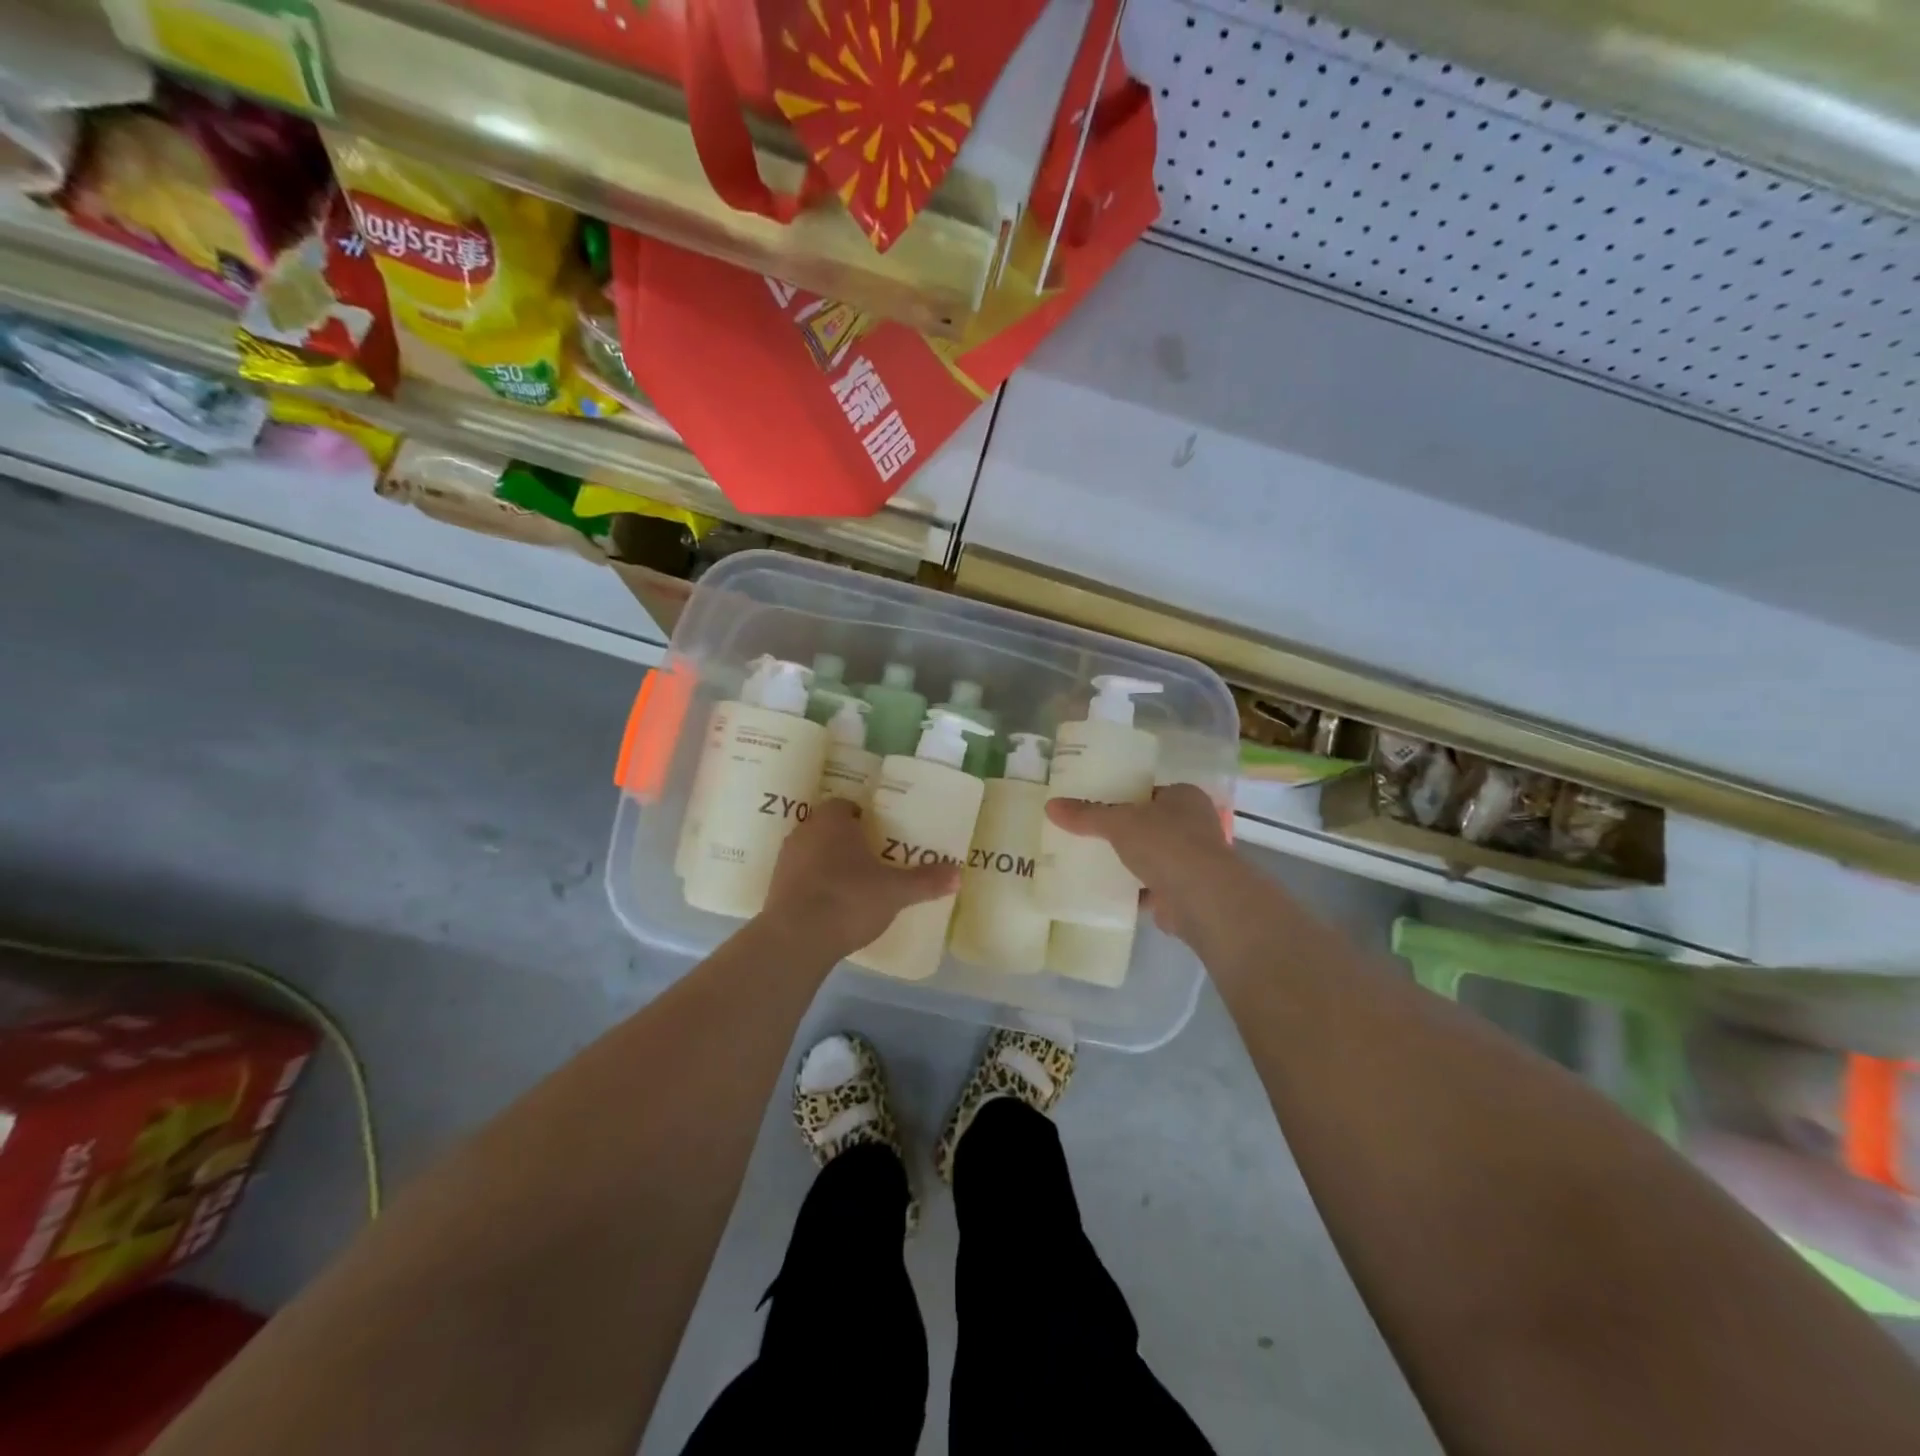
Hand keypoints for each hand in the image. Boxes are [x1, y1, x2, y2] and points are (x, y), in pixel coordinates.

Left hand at [759, 798, 959, 955]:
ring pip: (812, 852)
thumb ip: (925, 880)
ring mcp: (786, 860)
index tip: (881, 836)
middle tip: (873, 859)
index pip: (847, 806)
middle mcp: (805, 831)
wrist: (796, 939)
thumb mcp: (895, 891)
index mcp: (832, 820)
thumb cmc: (849, 899)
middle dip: (848, 841)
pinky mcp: (775, 887)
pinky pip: (800, 877)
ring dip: (829, 863)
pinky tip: (831, 905)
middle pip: (829, 828)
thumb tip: (958, 873)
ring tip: (854, 884)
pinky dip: (814, 885)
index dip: (865, 818)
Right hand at [1044, 783, 1243, 944]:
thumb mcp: (1118, 822)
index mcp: (1184, 797)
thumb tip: (1050, 806)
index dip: (1121, 796)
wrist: (1201, 899)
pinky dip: (1130, 889)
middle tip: (1085, 833)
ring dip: (1126, 861)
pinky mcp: (1183, 892)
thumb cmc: (1166, 844)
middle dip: (1121, 831)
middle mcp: (1193, 825)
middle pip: (1147, 824)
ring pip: (1149, 856)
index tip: (1093, 804)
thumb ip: (1086, 815)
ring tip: (1088, 860)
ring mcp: (1191, 861)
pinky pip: (1149, 886)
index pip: (1147, 792)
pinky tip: (1102, 889)